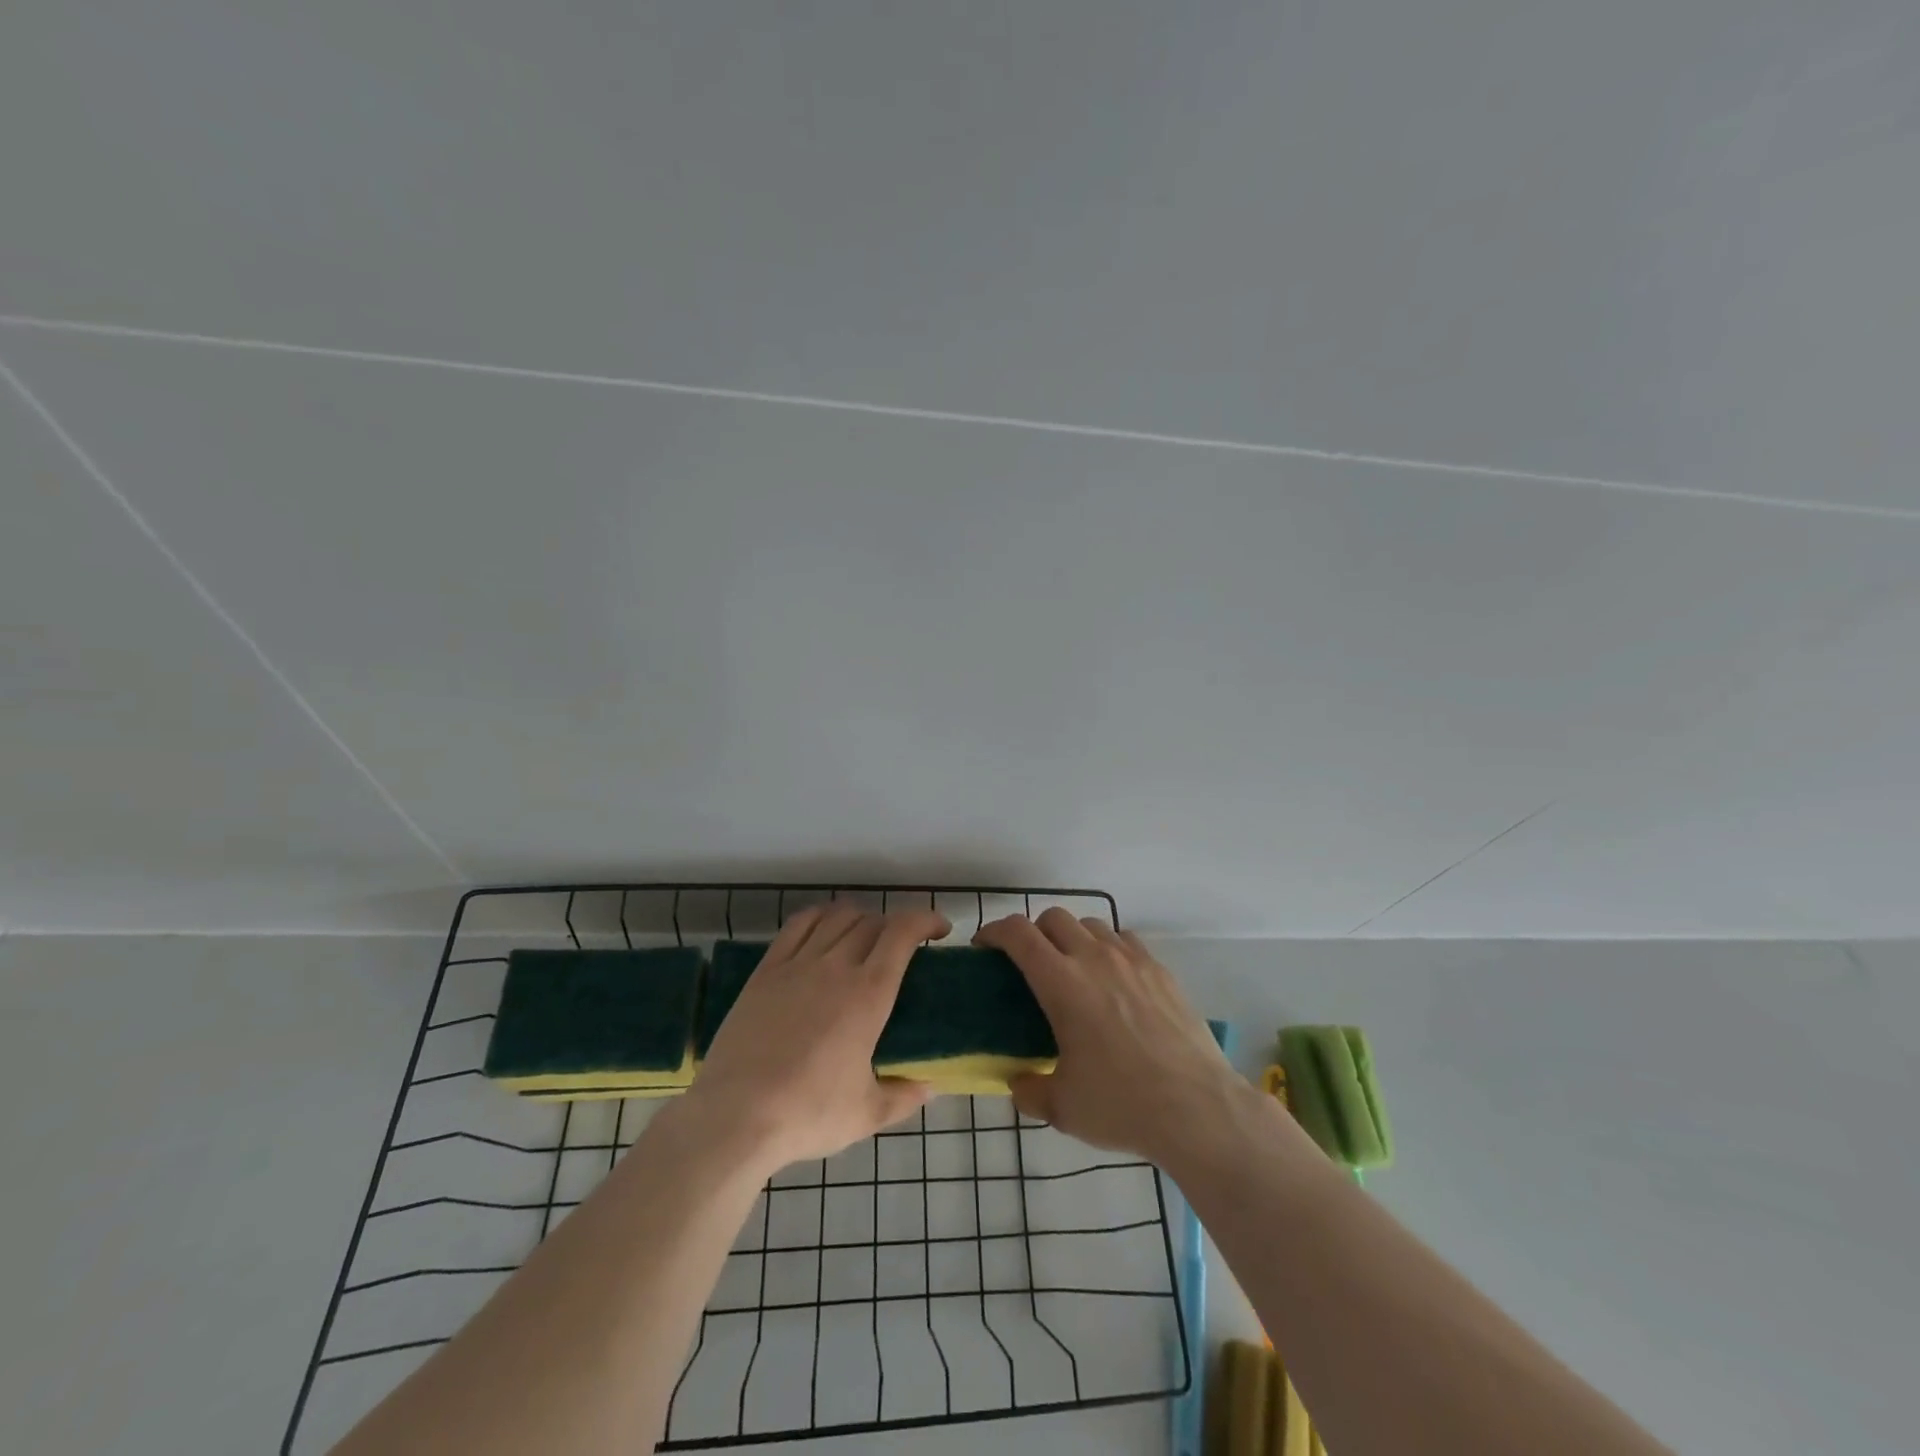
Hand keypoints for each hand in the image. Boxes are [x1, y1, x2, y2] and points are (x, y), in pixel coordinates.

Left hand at [684, 904, 943, 1173]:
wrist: (735, 1117)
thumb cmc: (808, 1114)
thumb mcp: (866, 1114)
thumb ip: (904, 1096)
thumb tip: (929, 1087)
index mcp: (868, 994)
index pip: (902, 933)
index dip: (925, 920)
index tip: (940, 930)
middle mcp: (836, 966)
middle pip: (872, 922)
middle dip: (895, 926)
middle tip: (903, 948)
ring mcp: (797, 964)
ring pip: (837, 917)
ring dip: (861, 918)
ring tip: (866, 936)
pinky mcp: (766, 971)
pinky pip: (798, 926)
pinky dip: (820, 917)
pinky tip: (825, 929)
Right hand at [974, 910, 1246, 1165]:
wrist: (1198, 1108)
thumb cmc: (1122, 1105)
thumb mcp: (1063, 1108)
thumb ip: (1030, 1091)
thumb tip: (1018, 1084)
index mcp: (1061, 983)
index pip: (1018, 934)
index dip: (995, 931)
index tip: (985, 946)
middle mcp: (1094, 958)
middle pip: (1053, 917)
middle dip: (1033, 932)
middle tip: (1028, 963)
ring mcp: (1132, 960)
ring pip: (1091, 923)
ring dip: (1072, 936)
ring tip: (1072, 968)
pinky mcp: (1160, 970)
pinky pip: (1125, 940)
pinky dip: (1108, 947)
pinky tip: (1113, 978)